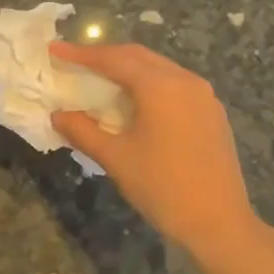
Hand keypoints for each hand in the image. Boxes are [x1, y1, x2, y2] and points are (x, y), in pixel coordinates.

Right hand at [49, 40, 262, 255]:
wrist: (218, 223)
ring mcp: (203, 96)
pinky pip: (174, 84)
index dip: (81, 54)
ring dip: (128, 68)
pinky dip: (148, 84)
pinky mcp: (211, 113)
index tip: (55, 50)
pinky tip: (134, 101)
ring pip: (158, 68)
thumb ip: (83, 131)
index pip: (113, 59)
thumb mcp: (115, 158)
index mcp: (160, 86)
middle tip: (75, 60)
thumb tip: (58, 115)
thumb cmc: (162, 187)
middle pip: (138, 56)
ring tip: (100, 77)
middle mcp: (185, 80)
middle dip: (105, 55)